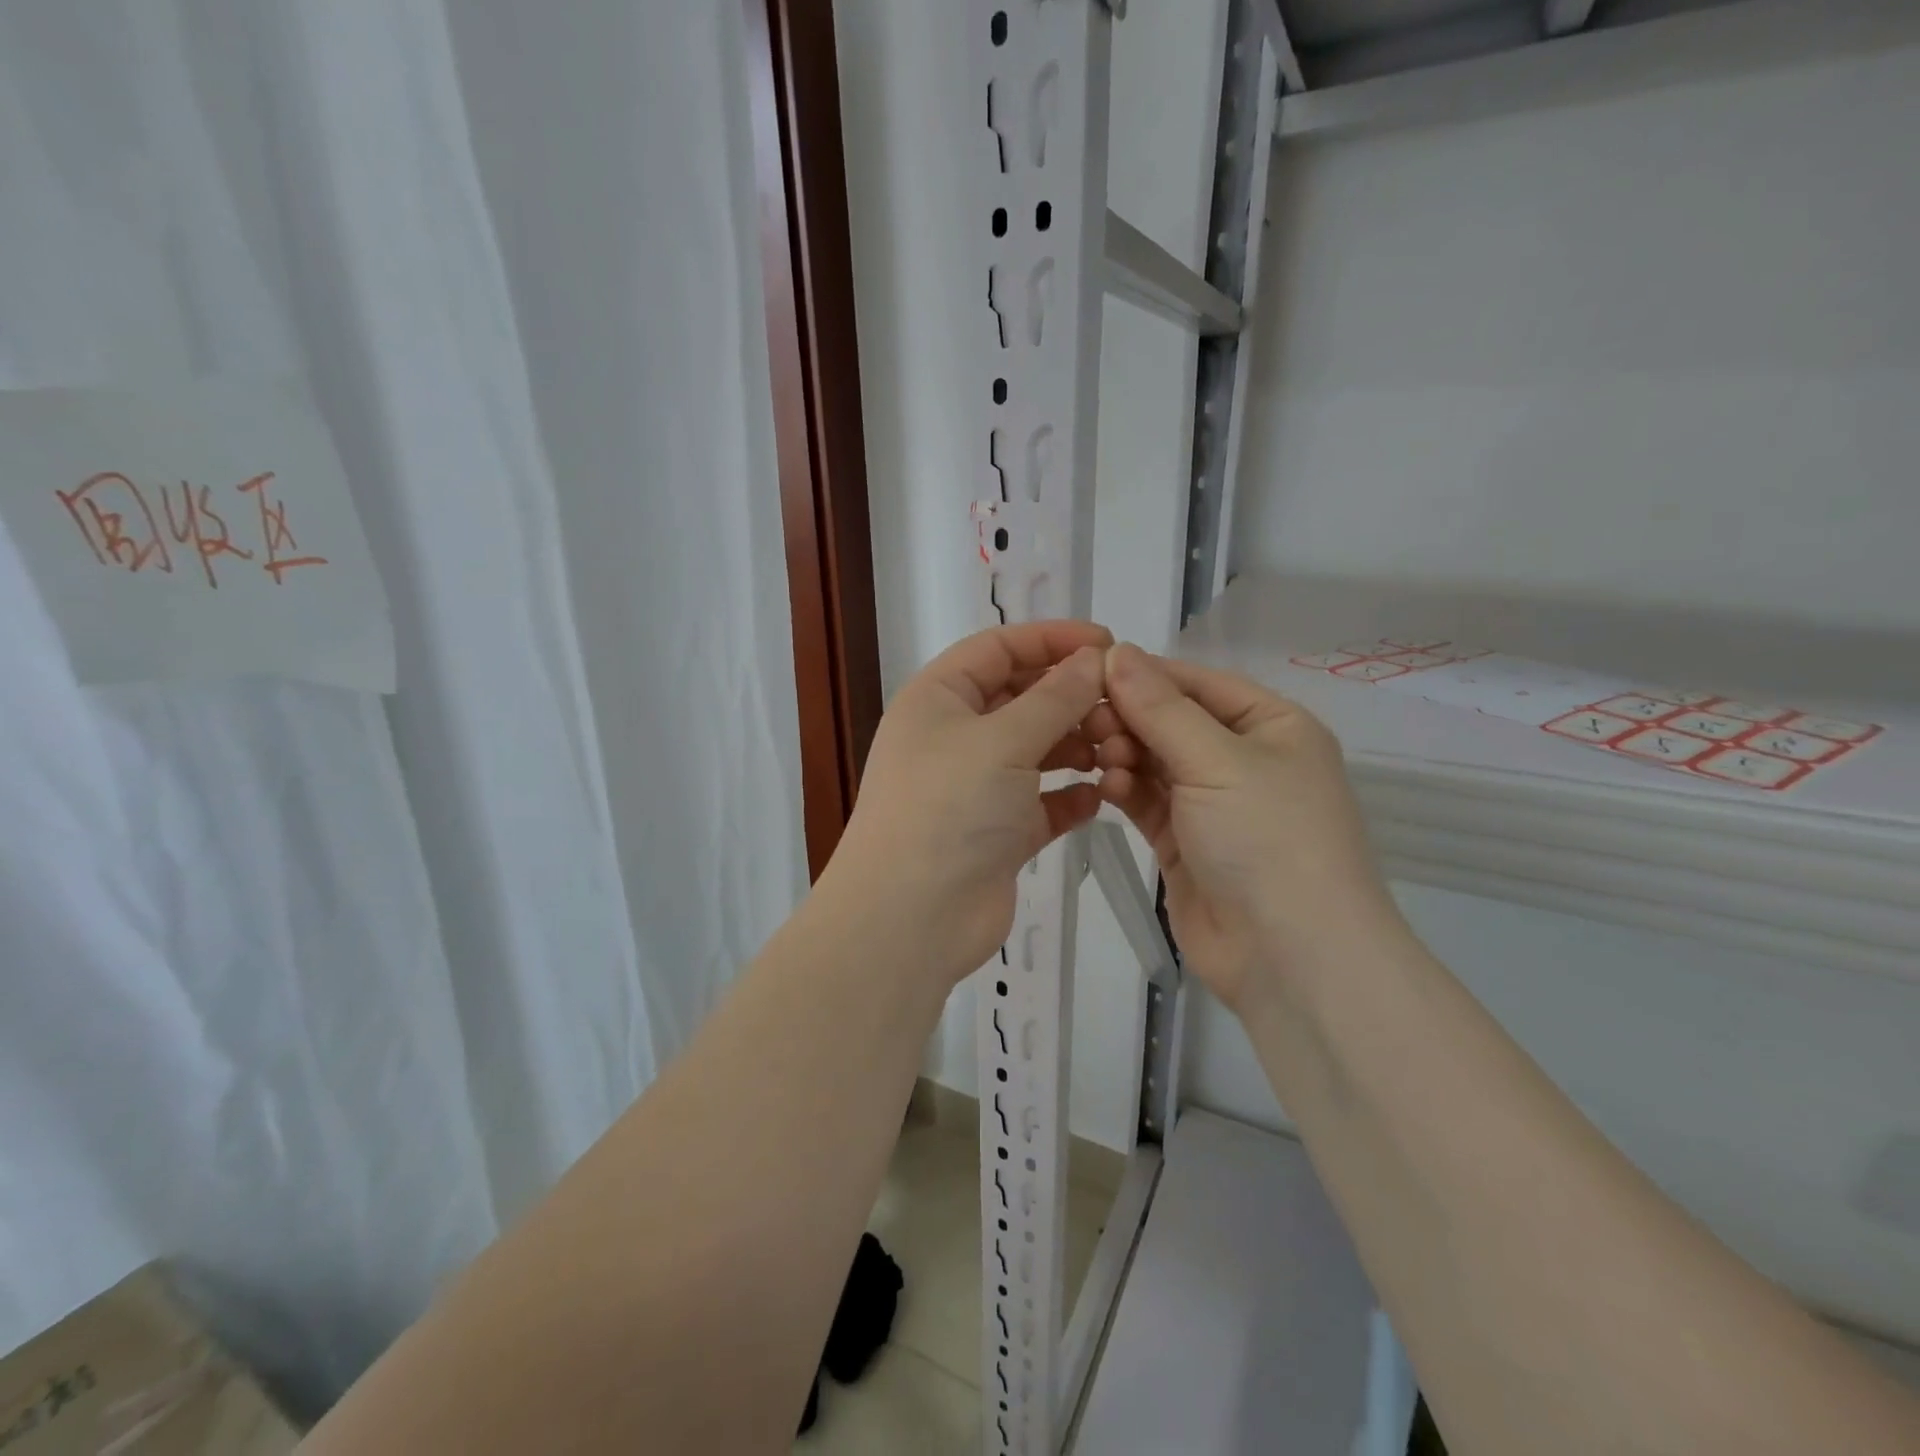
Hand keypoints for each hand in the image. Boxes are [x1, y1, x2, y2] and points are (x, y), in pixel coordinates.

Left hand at [824, 622, 1131, 988]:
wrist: (909, 919)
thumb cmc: (948, 809)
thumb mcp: (1002, 741)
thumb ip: (1054, 698)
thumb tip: (1093, 660)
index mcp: (938, 698)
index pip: (998, 648)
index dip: (1051, 639)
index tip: (1108, 643)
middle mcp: (954, 736)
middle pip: (1021, 697)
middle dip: (1070, 697)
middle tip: (1121, 706)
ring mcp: (975, 786)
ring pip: (1036, 750)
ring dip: (1077, 746)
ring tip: (1117, 752)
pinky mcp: (997, 832)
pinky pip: (1042, 802)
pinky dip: (1070, 797)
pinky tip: (1100, 797)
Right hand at [1097, 643, 1399, 1014]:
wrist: (1290, 957)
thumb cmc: (1268, 838)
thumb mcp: (1216, 760)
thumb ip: (1160, 707)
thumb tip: (1116, 652)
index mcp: (1273, 726)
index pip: (1198, 683)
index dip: (1146, 675)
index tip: (1089, 671)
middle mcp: (1245, 759)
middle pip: (1173, 721)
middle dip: (1130, 719)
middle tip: (1088, 723)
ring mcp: (1214, 804)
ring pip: (1155, 761)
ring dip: (1125, 754)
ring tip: (1100, 759)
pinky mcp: (1185, 843)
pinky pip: (1148, 801)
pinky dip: (1126, 790)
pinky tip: (1106, 788)